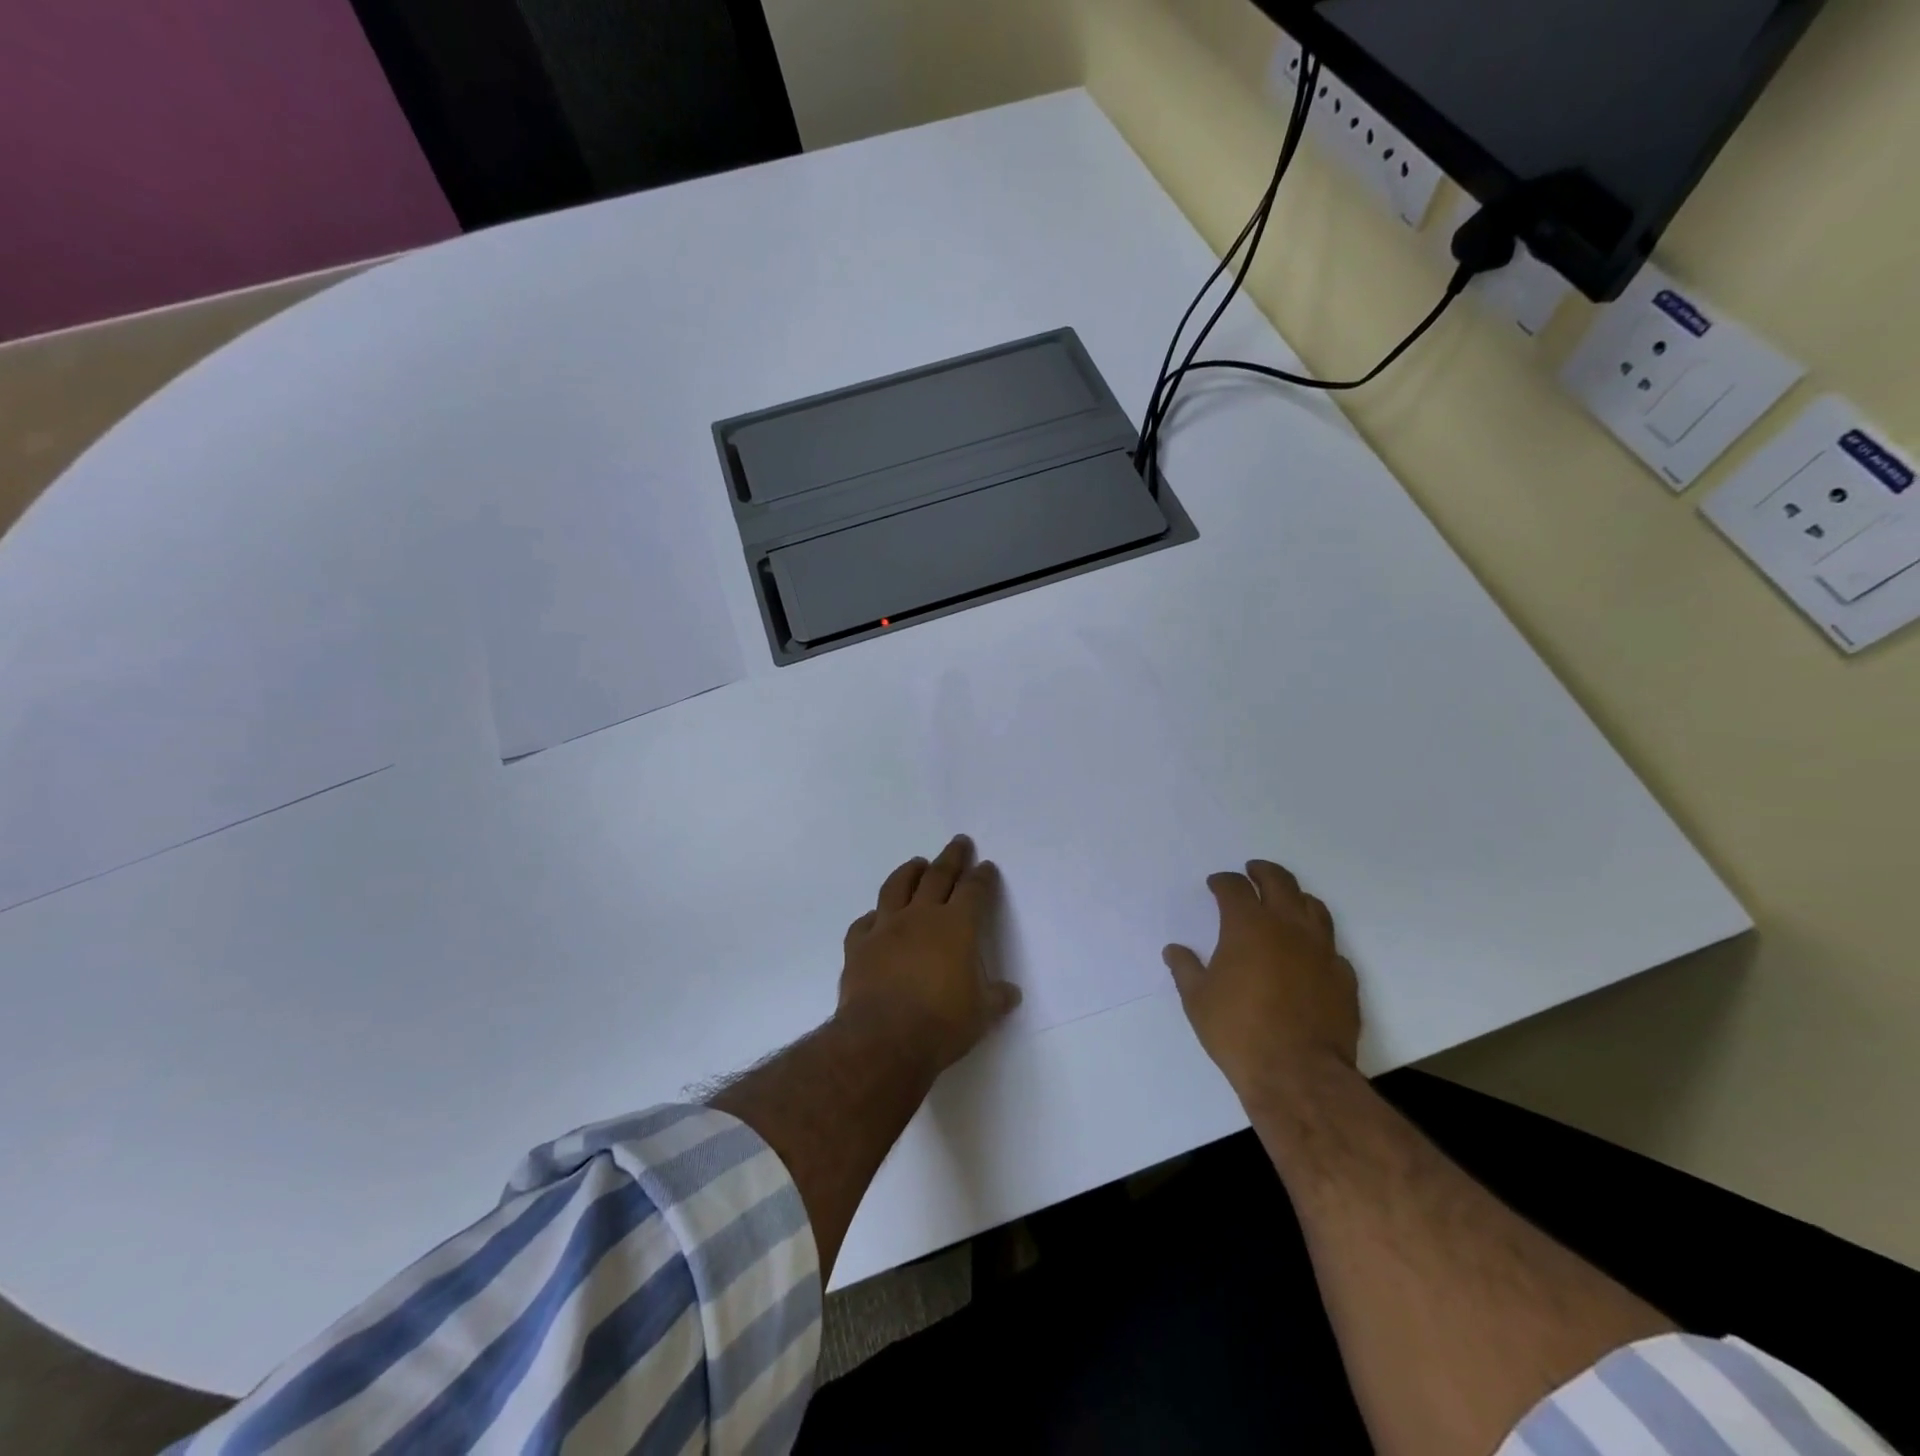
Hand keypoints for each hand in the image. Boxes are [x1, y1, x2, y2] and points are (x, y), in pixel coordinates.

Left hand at [837, 835, 1021, 1074]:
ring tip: (916, 863)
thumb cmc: (941, 1024)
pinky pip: (864, 922)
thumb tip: (1011, 993)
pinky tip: (875, 918)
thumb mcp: (981, 1015)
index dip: (982, 877)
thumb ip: (995, 998)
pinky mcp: (858, 946)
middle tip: (958, 842)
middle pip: (937, 876)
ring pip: (897, 887)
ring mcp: (885, 928)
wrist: (883, 1039)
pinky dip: (872, 917)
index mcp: (956, 926)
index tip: (986, 866)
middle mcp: (920, 917)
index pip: (973, 891)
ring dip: (909, 872)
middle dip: (951, 857)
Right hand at [1163, 860, 1360, 1103]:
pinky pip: (1331, 947)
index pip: (1235, 888)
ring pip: (1313, 907)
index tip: (1215, 884)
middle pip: (1279, 882)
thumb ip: (1185, 969)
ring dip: (1295, 898)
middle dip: (1263, 872)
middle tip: (1252, 872)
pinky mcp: (1343, 977)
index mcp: (1248, 926)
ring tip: (1285, 903)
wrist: (1298, 1074)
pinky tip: (1309, 954)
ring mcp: (1322, 950)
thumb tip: (1174, 951)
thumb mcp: (1198, 1000)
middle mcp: (1288, 927)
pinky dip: (1317, 941)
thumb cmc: (1238, 1031)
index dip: (1223, 882)